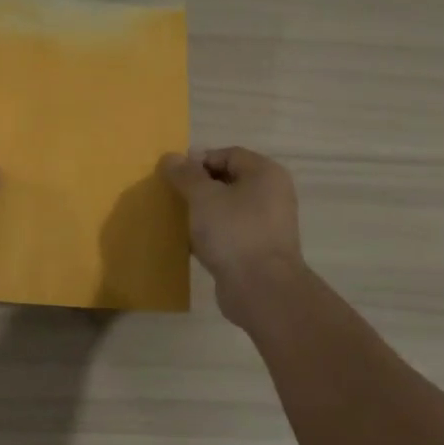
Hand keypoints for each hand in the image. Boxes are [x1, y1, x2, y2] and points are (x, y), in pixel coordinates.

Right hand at [162, 147, 306, 320]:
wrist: (262, 290)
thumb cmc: (234, 232)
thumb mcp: (203, 197)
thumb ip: (186, 175)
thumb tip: (172, 157)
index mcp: (265, 174)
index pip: (227, 154)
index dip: (198, 161)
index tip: (173, 176)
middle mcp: (271, 195)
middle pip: (227, 180)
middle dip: (197, 187)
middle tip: (172, 196)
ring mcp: (267, 224)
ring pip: (227, 208)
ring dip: (202, 212)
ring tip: (177, 219)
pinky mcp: (258, 250)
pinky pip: (229, 232)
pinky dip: (210, 234)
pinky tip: (189, 243)